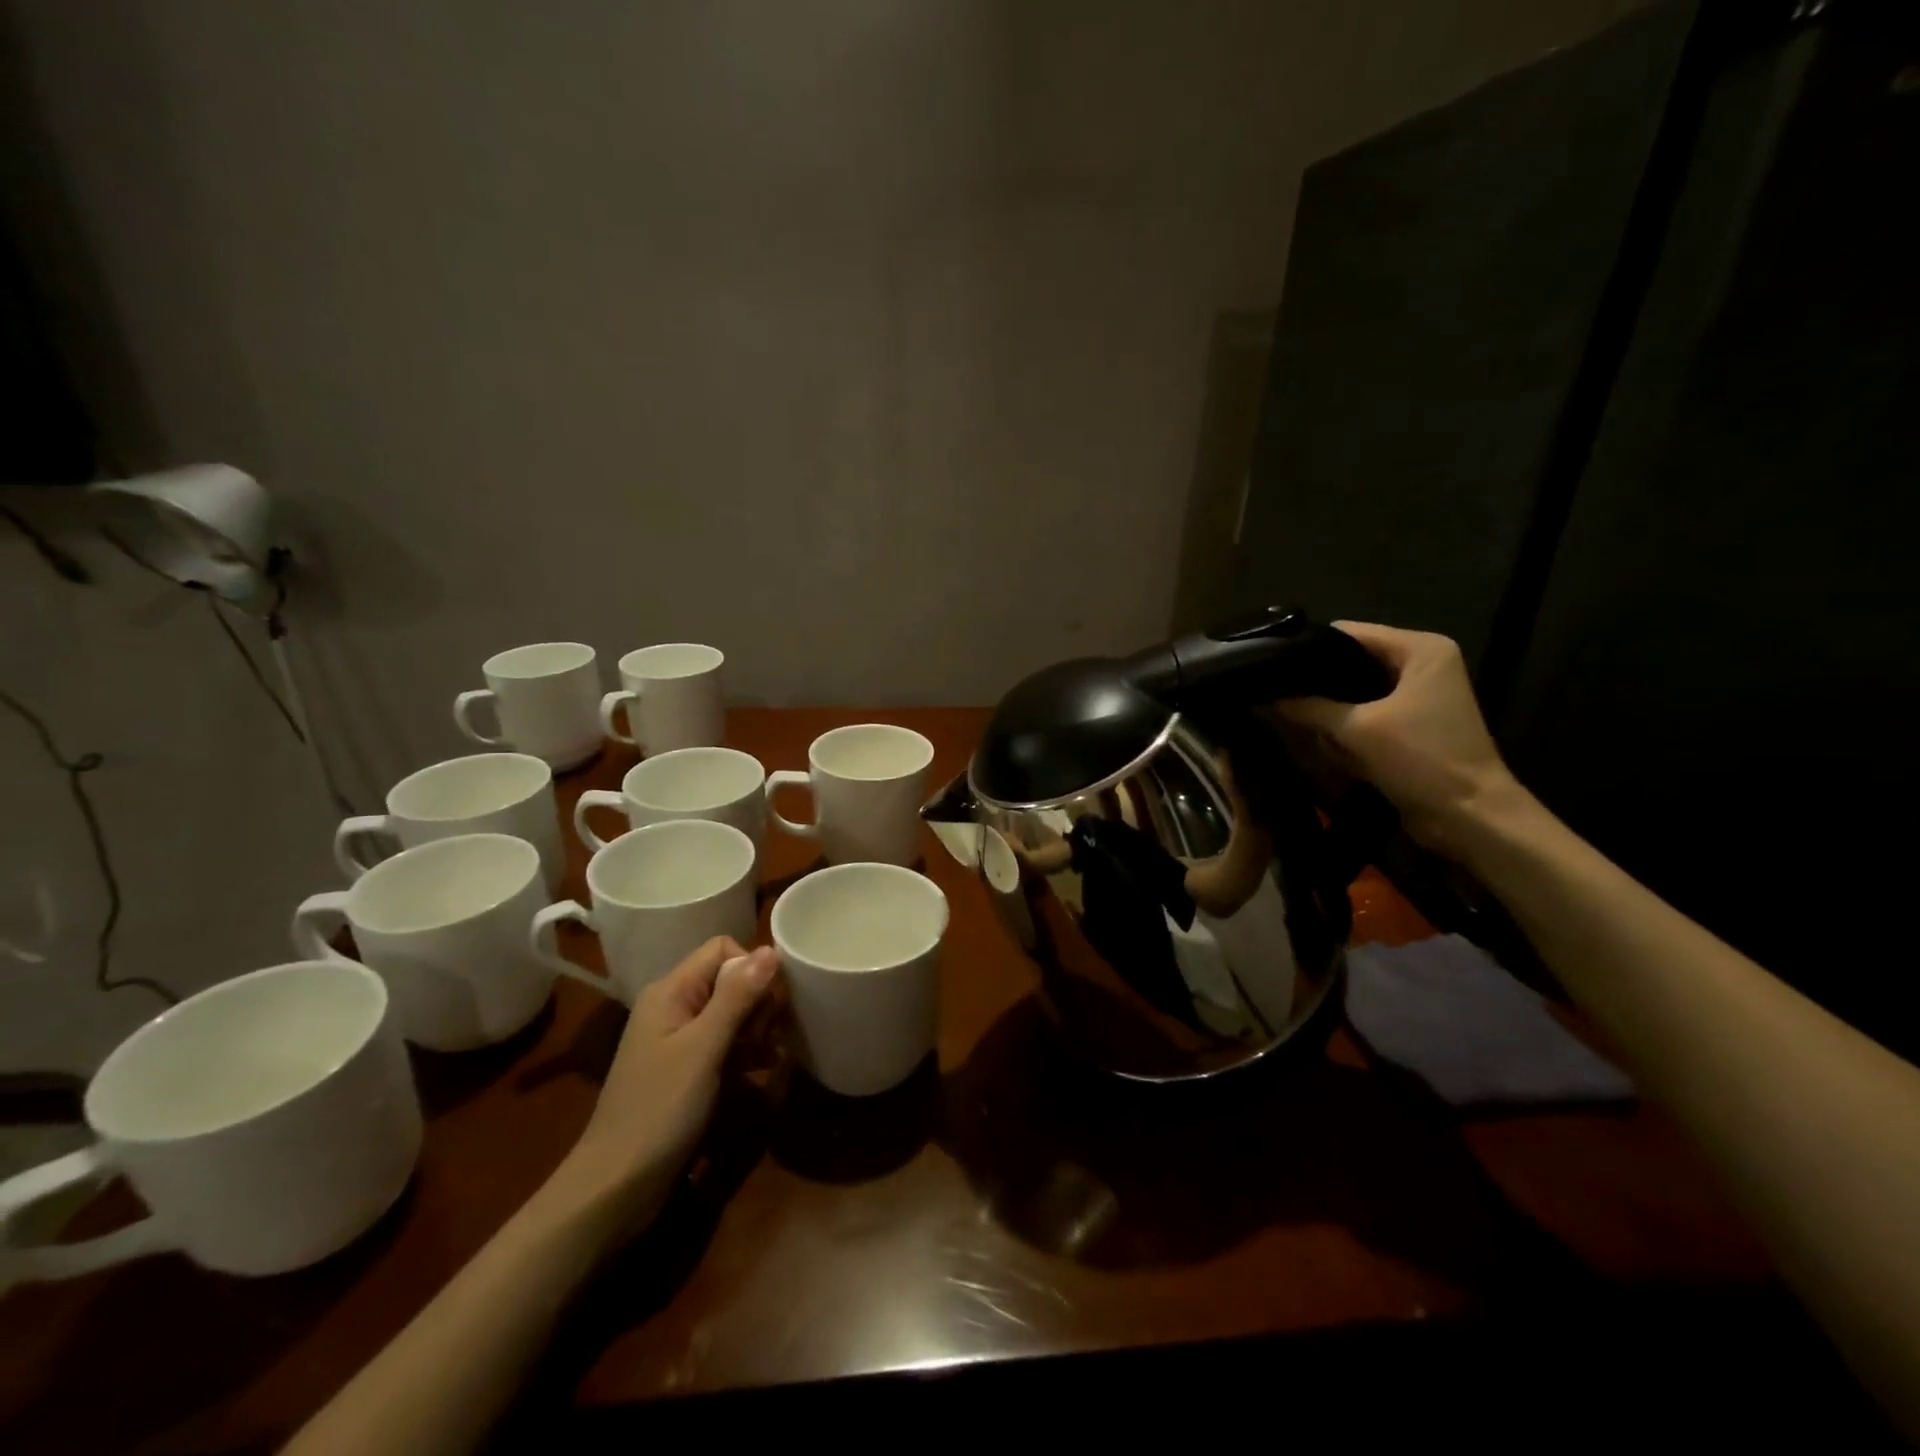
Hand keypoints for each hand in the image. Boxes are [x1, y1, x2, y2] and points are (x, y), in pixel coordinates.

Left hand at [546, 936, 778, 1231]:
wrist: (614, 1187)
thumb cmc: (659, 1110)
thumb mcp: (704, 1049)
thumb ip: (736, 998)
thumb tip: (770, 950)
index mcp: (671, 991)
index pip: (722, 950)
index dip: (751, 967)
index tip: (769, 1004)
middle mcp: (673, 1006)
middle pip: (729, 978)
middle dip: (758, 1000)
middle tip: (772, 1034)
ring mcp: (678, 1040)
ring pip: (731, 1011)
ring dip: (757, 1026)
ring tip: (775, 1052)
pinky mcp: (686, 1070)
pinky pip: (725, 1042)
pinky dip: (747, 1050)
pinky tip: (768, 1068)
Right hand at [1272, 622, 1520, 853]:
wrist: (1469, 816)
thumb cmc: (1422, 759)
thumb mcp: (1357, 729)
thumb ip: (1309, 708)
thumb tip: (1265, 697)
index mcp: (1420, 649)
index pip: (1349, 633)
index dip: (1308, 646)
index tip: (1268, 664)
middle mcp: (1420, 663)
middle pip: (1351, 660)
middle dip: (1315, 678)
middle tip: (1269, 689)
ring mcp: (1417, 694)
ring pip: (1354, 689)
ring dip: (1326, 704)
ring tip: (1281, 708)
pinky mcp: (1411, 722)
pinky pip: (1364, 711)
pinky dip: (1342, 722)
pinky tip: (1309, 730)